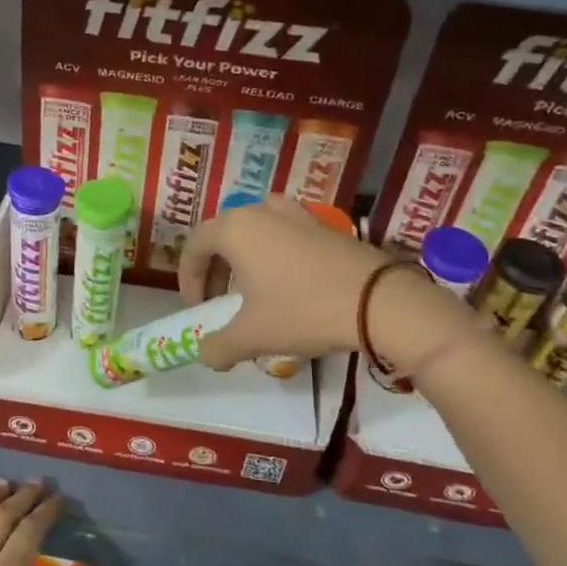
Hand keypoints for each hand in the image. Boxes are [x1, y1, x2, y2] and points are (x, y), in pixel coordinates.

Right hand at [178, 196, 471, 372]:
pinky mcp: (323, 225)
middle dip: (214, 269)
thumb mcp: (252, 336)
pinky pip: (283, 234)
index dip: (187, 279)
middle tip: (219, 301)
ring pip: (254, 231)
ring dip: (244, 259)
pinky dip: (273, 255)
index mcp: (234, 228)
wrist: (378, 300)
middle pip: (222, 234)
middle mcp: (261, 211)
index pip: (194, 246)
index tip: (197, 309)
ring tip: (252, 291)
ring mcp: (296, 213)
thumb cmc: (302, 311)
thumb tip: (206, 354)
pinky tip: (288, 286)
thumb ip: (218, 346)